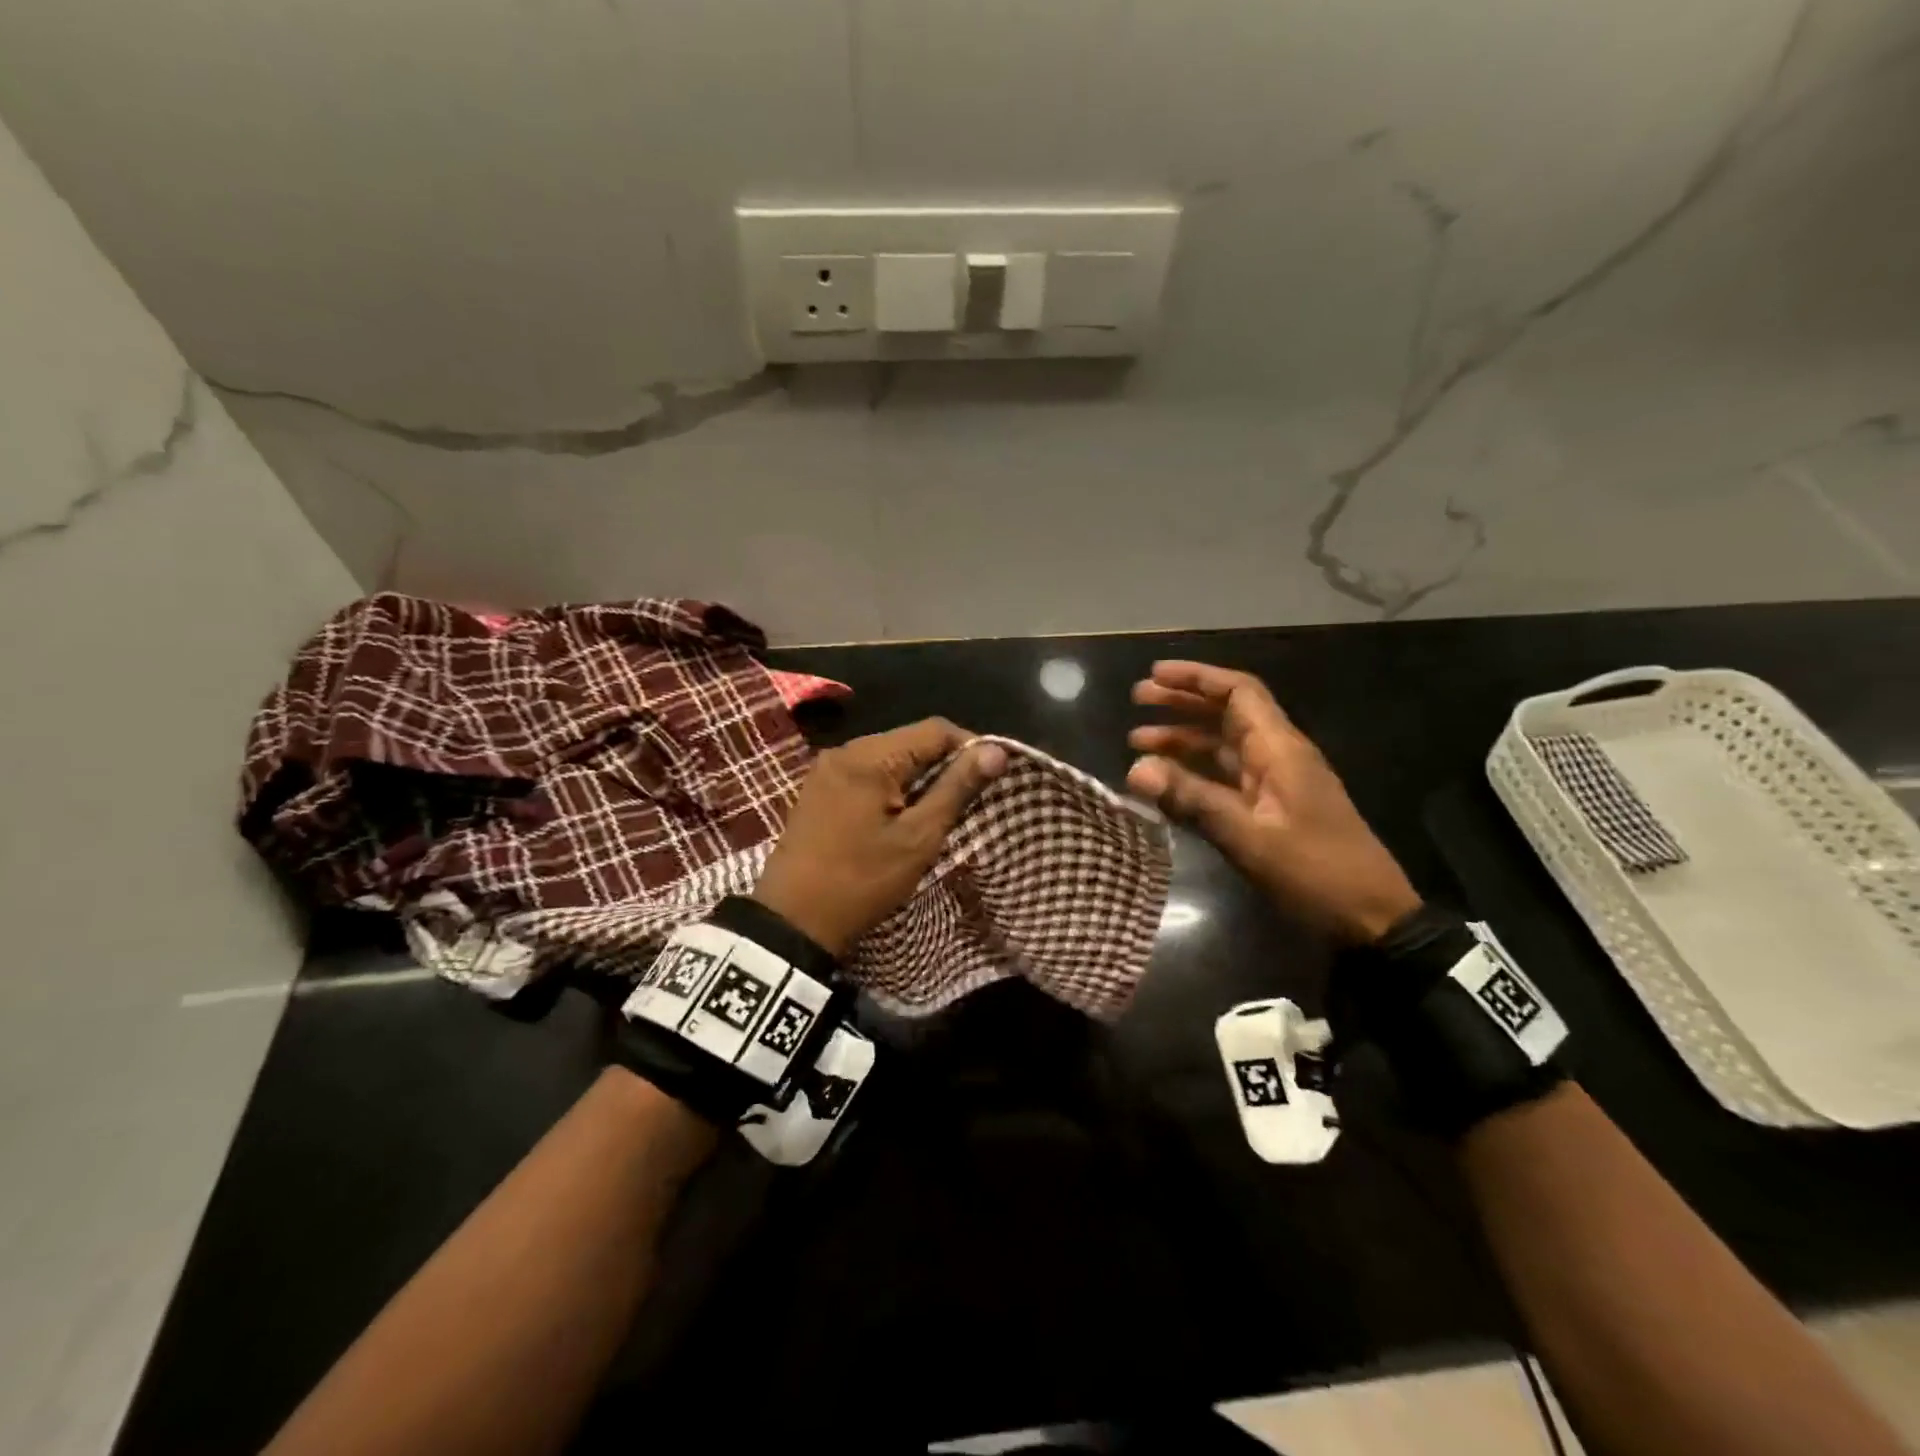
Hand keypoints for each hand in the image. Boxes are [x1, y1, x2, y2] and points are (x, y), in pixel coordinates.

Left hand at [753, 719, 1008, 955]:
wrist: (792, 922)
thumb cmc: (862, 880)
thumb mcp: (918, 837)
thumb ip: (957, 788)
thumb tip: (997, 750)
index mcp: (870, 756)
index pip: (936, 729)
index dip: (971, 747)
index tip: (992, 779)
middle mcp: (846, 751)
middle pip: (911, 740)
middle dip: (945, 764)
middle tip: (969, 801)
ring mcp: (827, 770)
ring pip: (890, 758)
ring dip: (920, 778)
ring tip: (940, 812)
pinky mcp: (819, 790)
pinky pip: (868, 775)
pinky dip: (893, 788)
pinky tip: (904, 816)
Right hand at [1127, 661, 1419, 943]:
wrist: (1370, 918)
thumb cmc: (1314, 871)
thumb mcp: (1249, 837)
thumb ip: (1192, 799)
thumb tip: (1134, 768)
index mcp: (1280, 749)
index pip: (1238, 692)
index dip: (1196, 678)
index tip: (1155, 675)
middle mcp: (1277, 756)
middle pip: (1226, 714)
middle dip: (1182, 703)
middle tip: (1136, 701)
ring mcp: (1275, 783)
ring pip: (1222, 746)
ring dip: (1182, 740)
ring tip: (1137, 743)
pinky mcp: (1271, 809)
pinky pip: (1226, 777)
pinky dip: (1194, 773)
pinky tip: (1166, 783)